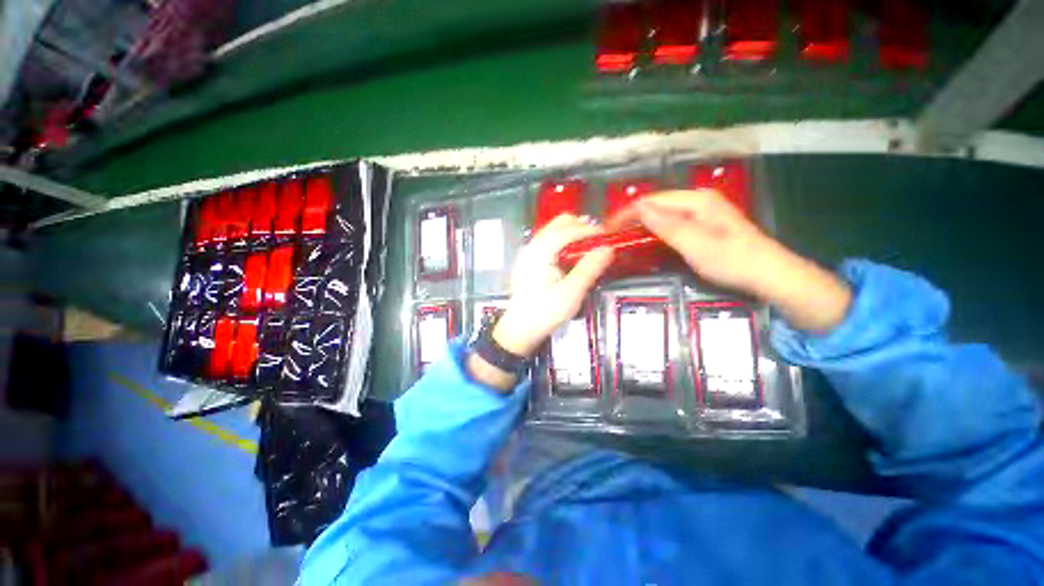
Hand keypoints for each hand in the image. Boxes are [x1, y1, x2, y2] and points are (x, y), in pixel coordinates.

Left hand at [467, 214, 612, 390]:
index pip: (569, 229)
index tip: (609, 237)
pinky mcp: (528, 260)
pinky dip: (564, 242)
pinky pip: (549, 241)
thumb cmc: (545, 312)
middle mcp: (532, 245)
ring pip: (554, 231)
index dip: (591, 230)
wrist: (520, 329)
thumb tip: (608, 248)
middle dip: (582, 228)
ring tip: (589, 249)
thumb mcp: (571, 293)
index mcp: (540, 251)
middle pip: (559, 223)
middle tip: (599, 242)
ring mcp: (528, 252)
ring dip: (573, 234)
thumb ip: (589, 268)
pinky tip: (572, 258)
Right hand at [607, 190, 850, 332]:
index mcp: (696, 200)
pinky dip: (657, 229)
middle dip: (633, 217)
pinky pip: (673, 222)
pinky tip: (650, 239)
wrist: (768, 274)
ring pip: (664, 213)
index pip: (651, 200)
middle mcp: (698, 200)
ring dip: (643, 223)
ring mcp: (703, 212)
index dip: (627, 213)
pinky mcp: (705, 224)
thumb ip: (666, 224)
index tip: (609, 229)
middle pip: (657, 204)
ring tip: (626, 237)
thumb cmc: (731, 260)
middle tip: (614, 235)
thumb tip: (639, 208)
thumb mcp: (694, 243)